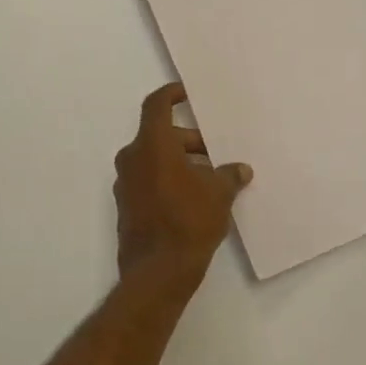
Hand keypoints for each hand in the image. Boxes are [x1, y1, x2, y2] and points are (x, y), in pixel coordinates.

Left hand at [114, 83, 251, 280]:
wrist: (158, 271)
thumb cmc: (189, 221)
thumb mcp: (219, 194)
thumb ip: (229, 175)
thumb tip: (239, 170)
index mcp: (152, 145)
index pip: (156, 105)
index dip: (171, 94)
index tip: (186, 93)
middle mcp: (132, 159)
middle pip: (160, 136)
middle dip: (189, 140)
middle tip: (216, 153)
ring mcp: (126, 185)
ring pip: (154, 160)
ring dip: (180, 162)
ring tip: (210, 178)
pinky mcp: (126, 207)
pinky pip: (149, 181)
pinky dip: (169, 181)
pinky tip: (194, 199)